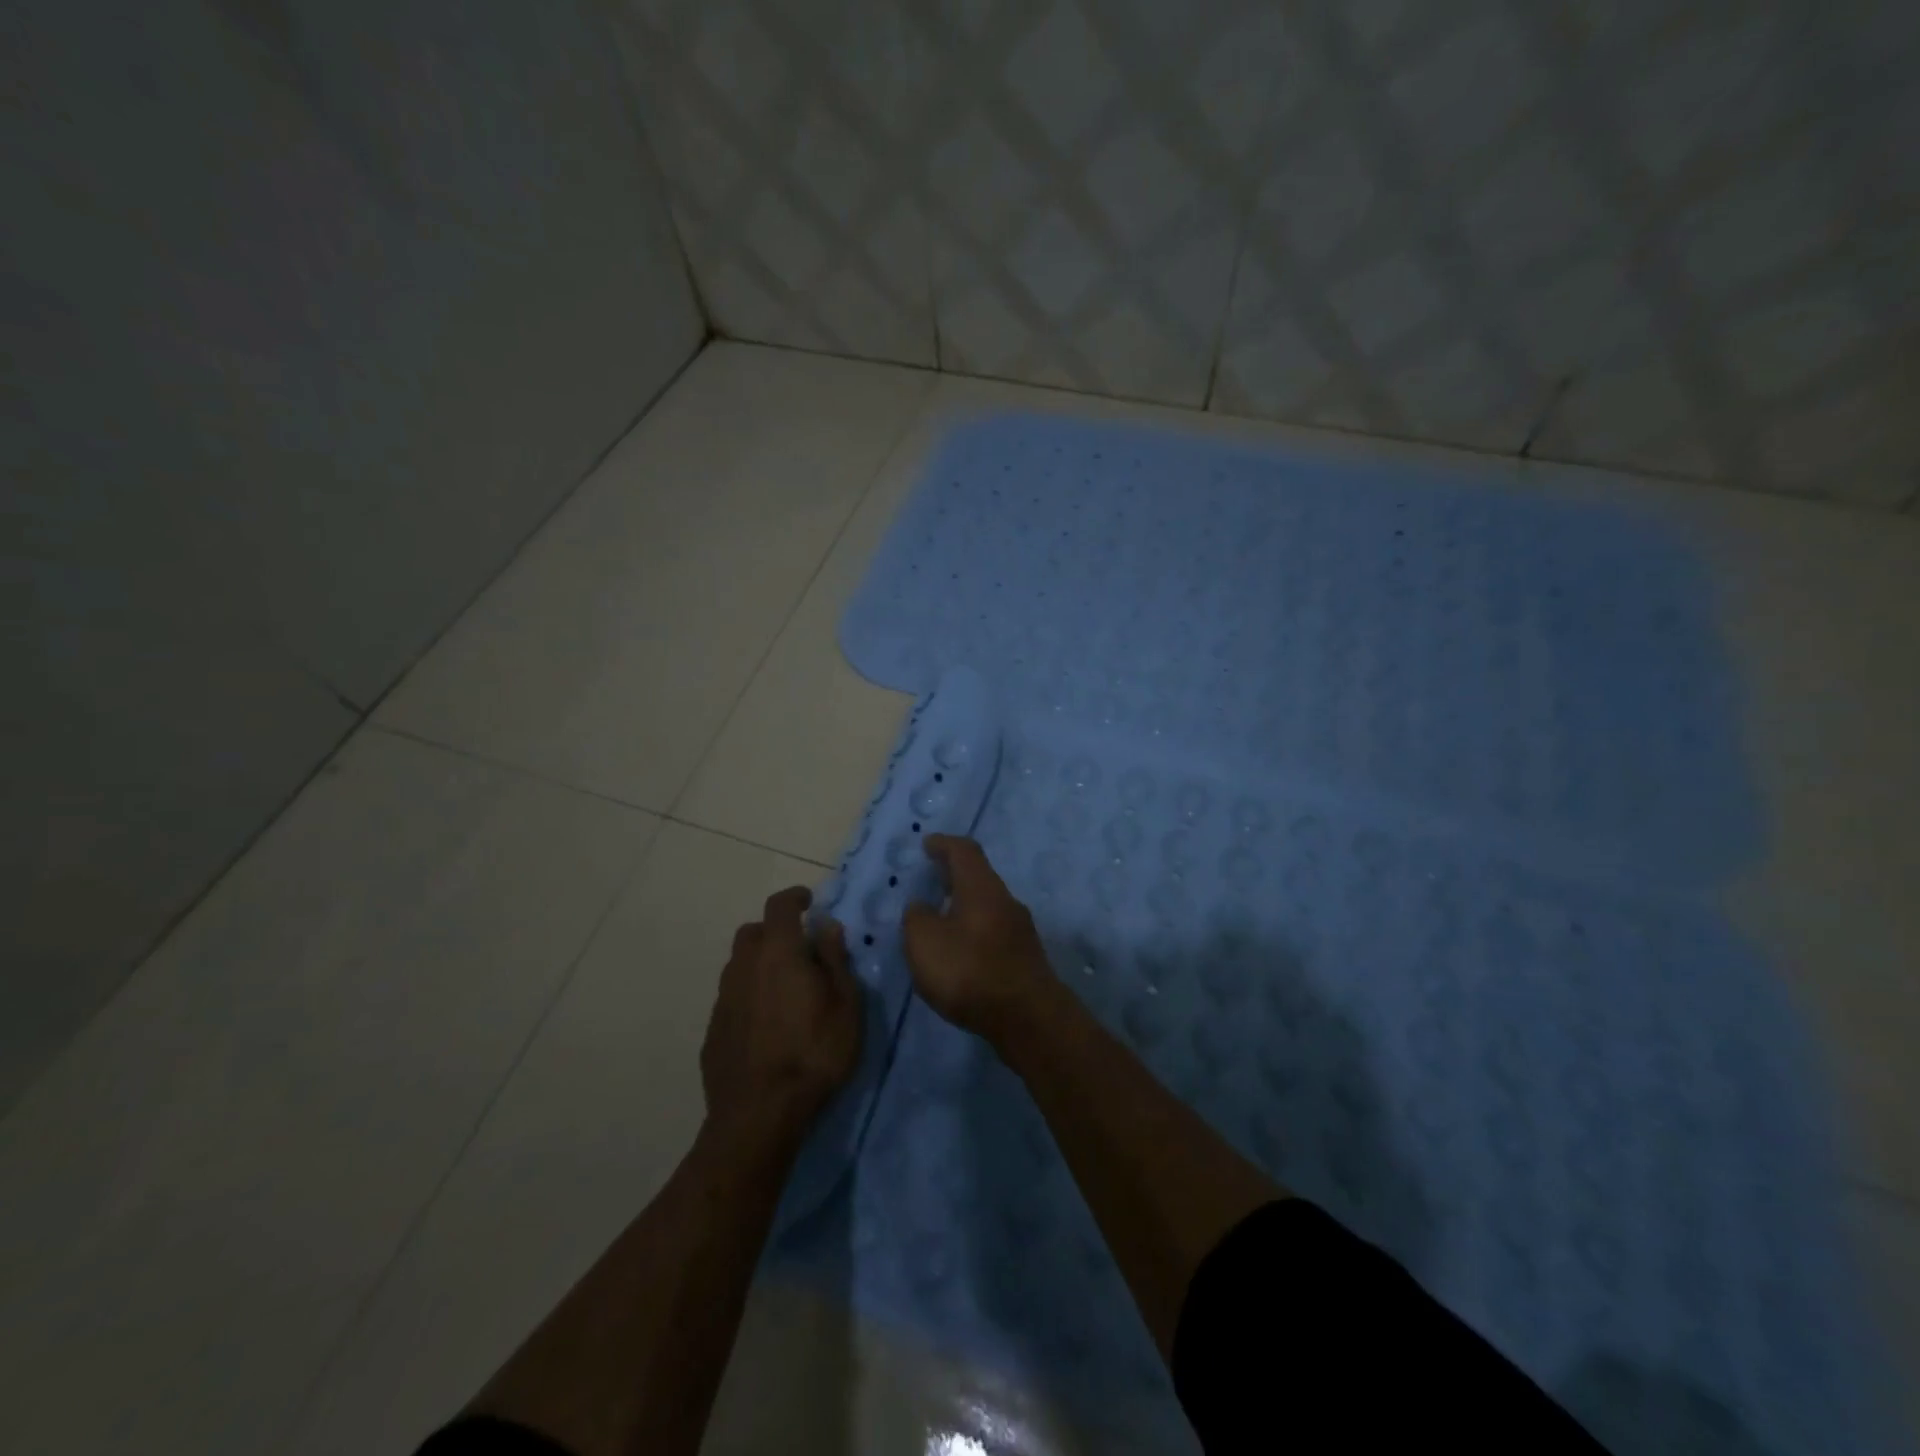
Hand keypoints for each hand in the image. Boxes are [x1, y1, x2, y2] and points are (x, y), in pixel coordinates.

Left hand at [702, 887, 861, 1138]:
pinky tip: (767, 1023)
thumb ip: (835, 960)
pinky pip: (733, 997)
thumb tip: (827, 927)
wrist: (759, 1114)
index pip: (780, 906)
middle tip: (800, 950)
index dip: (794, 897)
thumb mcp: (846, 1005)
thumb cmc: (814, 1052)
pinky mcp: (713, 1030)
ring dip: (760, 964)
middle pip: (753, 932)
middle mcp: (744, 966)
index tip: (809, 901)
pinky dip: (750, 995)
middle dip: (775, 932)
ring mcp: (723, 999)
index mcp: (778, 952)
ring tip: (785, 989)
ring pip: (739, 965)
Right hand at [901, 835, 1055, 1041]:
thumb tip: (922, 908)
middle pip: (979, 877)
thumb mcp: (924, 941)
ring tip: (942, 918)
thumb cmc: (970, 970)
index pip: (964, 851)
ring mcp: (1021, 930)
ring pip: (988, 906)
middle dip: (954, 876)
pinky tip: (961, 951)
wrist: (1028, 1018)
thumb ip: (917, 918)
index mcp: (981, 887)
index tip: (928, 844)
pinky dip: (975, 931)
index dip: (944, 844)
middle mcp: (1006, 900)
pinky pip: (994, 932)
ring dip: (965, 906)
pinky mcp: (1026, 958)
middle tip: (932, 879)